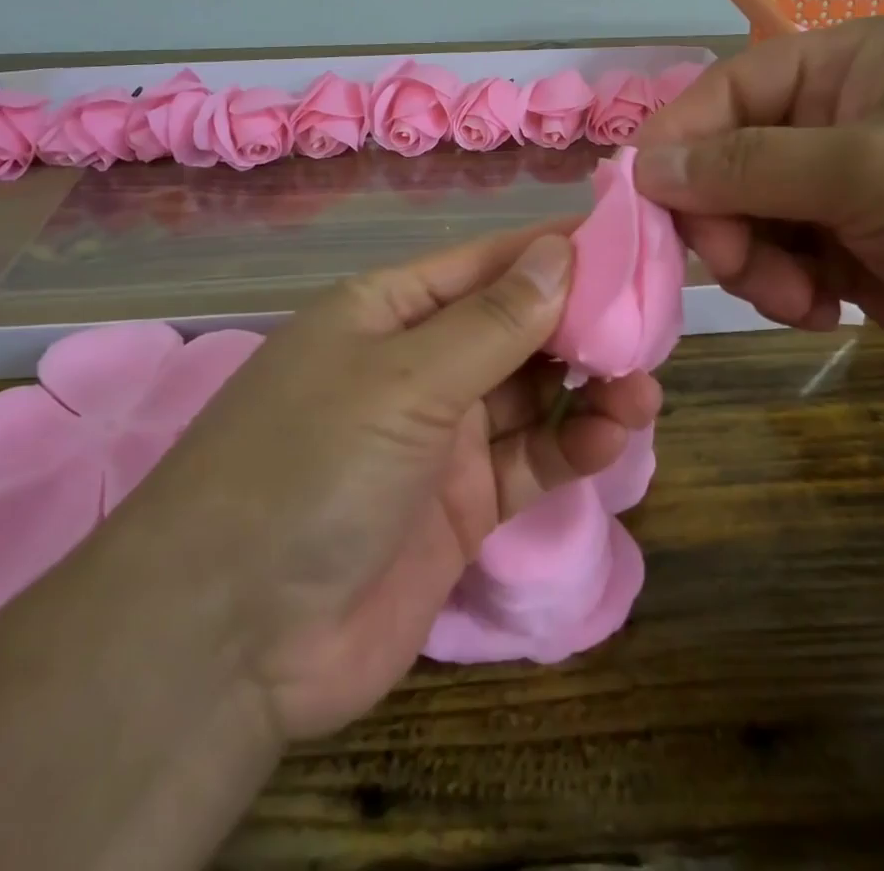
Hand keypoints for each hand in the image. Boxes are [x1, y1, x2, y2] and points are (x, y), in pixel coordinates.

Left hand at [134, 226, 660, 742]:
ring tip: (644, 387)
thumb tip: (560, 251)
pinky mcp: (462, 506)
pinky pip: (531, 460)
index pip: (486, 264)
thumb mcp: (403, 380)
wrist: (231, 642)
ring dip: (589, 386)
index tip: (626, 241)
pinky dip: (573, 446)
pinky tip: (614, 438)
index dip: (553, 250)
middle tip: (652, 321)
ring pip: (532, 394)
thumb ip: (492, 321)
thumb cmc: (309, 467)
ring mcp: (440, 438)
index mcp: (388, 311)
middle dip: (580, 322)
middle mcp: (416, 365)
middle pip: (515, 326)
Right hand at [633, 17, 883, 417]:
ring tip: (794, 295)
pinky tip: (817, 311)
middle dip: (722, 215)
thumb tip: (642, 166)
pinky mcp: (844, 249)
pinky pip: (771, 258)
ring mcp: (838, 187)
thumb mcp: (867, 171)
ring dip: (750, 260)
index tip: (645, 198)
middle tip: (734, 265)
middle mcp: (835, 117)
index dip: (679, 140)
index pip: (727, 90)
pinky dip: (778, 287)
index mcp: (846, 65)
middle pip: (725, 157)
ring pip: (740, 214)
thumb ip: (745, 165)